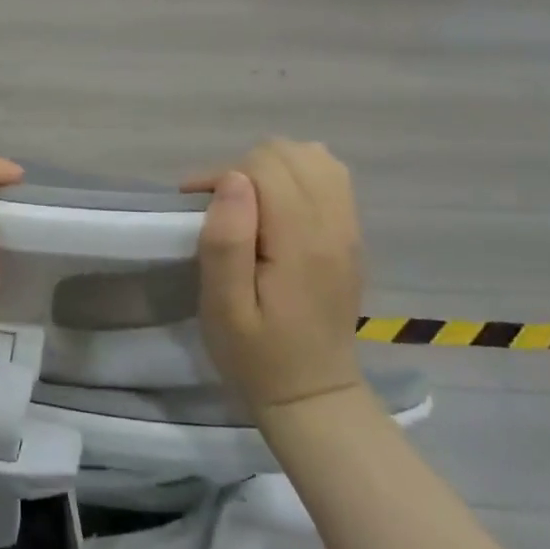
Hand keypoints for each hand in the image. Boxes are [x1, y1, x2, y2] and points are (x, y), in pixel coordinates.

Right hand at [183, 140, 365, 411]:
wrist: (312, 395)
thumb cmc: (256, 355)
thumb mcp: (223, 308)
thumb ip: (226, 240)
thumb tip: (232, 179)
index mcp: (302, 243)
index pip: (267, 167)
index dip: (224, 174)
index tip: (197, 203)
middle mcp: (335, 226)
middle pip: (293, 153)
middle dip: (248, 167)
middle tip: (221, 207)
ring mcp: (350, 230)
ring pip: (317, 158)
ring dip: (275, 168)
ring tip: (250, 202)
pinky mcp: (352, 237)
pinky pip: (332, 179)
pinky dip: (299, 177)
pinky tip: (277, 208)